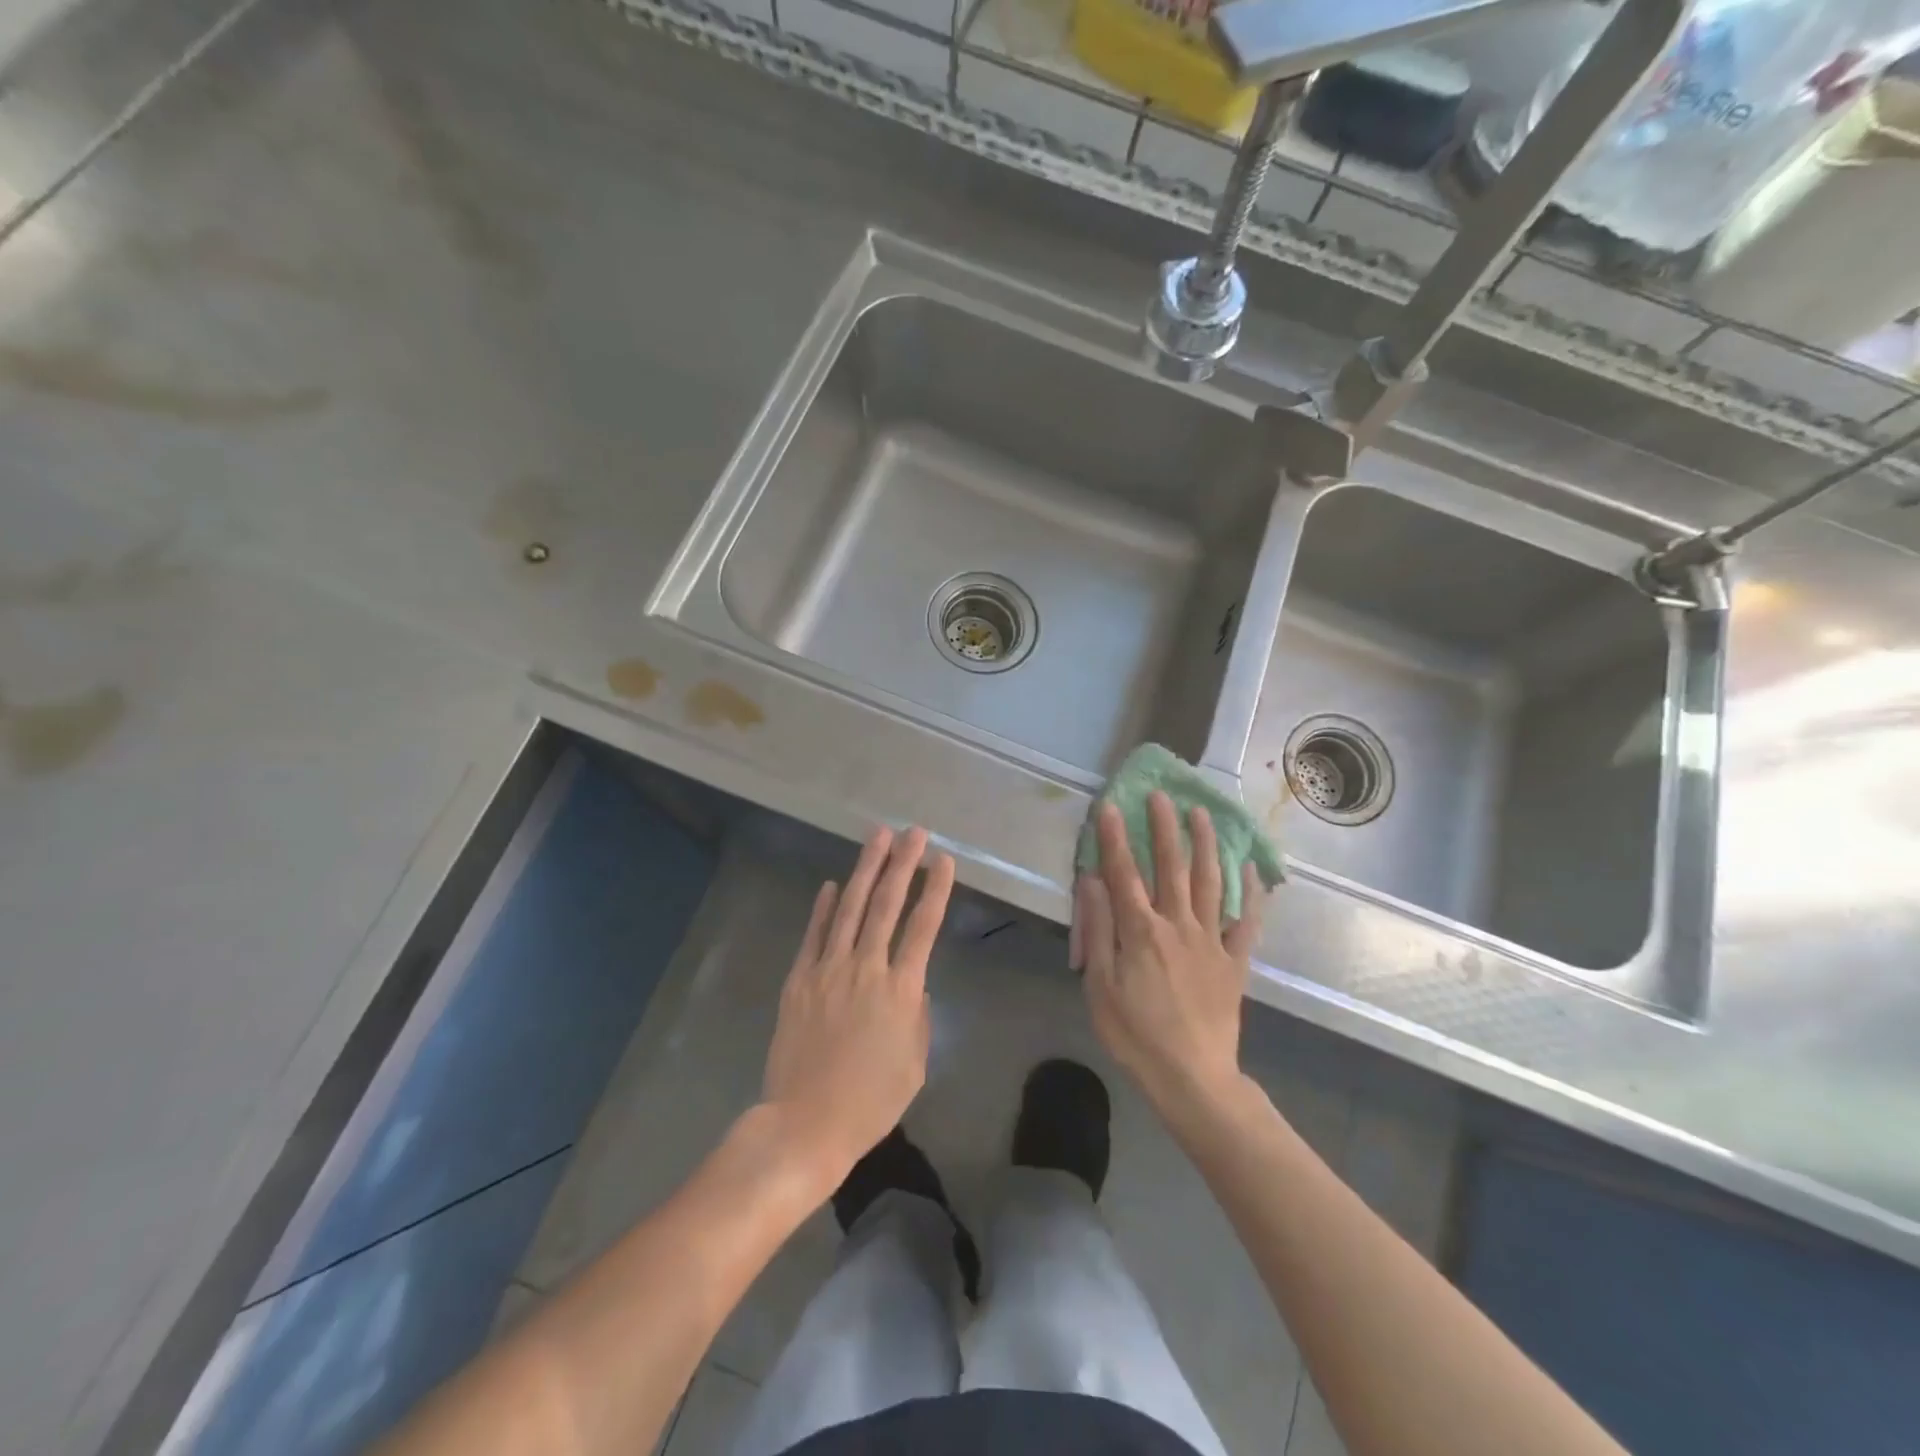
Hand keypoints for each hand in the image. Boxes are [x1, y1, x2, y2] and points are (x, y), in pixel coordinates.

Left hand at [761, 825, 954, 1182]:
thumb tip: (910, 982)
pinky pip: (814, 935)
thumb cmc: (871, 1100)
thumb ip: (916, 1013)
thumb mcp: (915, 1062)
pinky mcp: (799, 979)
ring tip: (877, 837)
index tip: (944, 860)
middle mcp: (866, 968)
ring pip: (851, 908)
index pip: (923, 926)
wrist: (806, 1123)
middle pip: (887, 904)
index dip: (936, 890)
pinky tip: (833, 885)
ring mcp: (828, 970)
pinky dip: (824, 907)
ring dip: (866, 869)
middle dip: (902, 863)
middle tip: (914, 832)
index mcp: (901, 989)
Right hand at [1074, 792, 1262, 1121]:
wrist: (1193, 1079)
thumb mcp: (1100, 987)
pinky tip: (1252, 869)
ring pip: (1211, 883)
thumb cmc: (1136, 1036)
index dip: (1114, 838)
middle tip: (1163, 795)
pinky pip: (1247, 922)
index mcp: (1141, 931)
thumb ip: (1099, 930)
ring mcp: (1211, 942)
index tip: (1110, 805)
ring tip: (1203, 815)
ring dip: (1205, 846)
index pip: (1124, 874)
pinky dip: (1252, 894)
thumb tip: (1093, 882)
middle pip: (1171, 868)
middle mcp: (1178, 925)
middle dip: (1164, 828)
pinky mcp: (1234, 962)